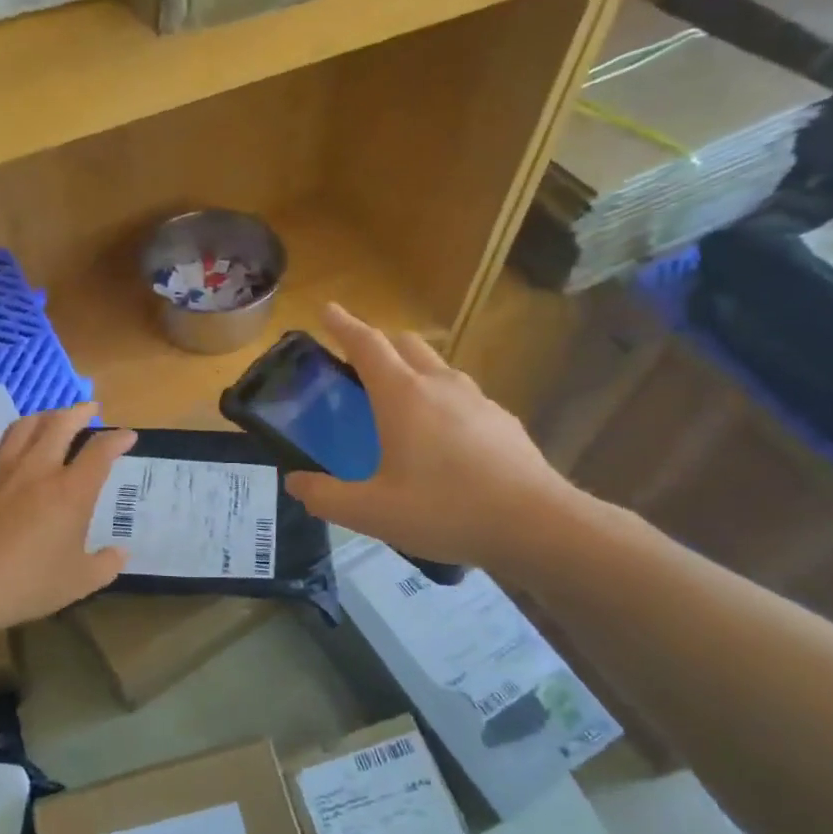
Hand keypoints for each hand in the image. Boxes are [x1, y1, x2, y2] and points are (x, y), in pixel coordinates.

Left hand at [0, 405, 135, 629]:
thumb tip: (120, 553)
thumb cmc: (26, 584)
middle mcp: (37, 470)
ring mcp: (1, 472)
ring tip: (51, 418)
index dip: (117, 439)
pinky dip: (13, 449)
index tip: (127, 435)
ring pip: (24, 427)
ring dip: (44, 417)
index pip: (100, 452)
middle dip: (79, 412)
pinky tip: (13, 462)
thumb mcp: (78, 583)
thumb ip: (104, 565)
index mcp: (70, 491)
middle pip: (60, 424)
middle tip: (90, 409)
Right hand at [285, 303, 581, 576]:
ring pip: (438, 367)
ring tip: (400, 399)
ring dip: (413, 369)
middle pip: (406, 345)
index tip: (327, 309)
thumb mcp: (372, 512)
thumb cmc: (446, 510)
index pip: (367, 345)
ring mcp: (478, 400)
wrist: (537, 524)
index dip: (344, 325)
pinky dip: (442, 399)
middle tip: (359, 362)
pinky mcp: (502, 421)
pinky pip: (463, 395)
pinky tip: (444, 436)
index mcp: (403, 396)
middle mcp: (440, 386)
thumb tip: (295, 483)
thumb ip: (326, 497)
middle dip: (379, 343)